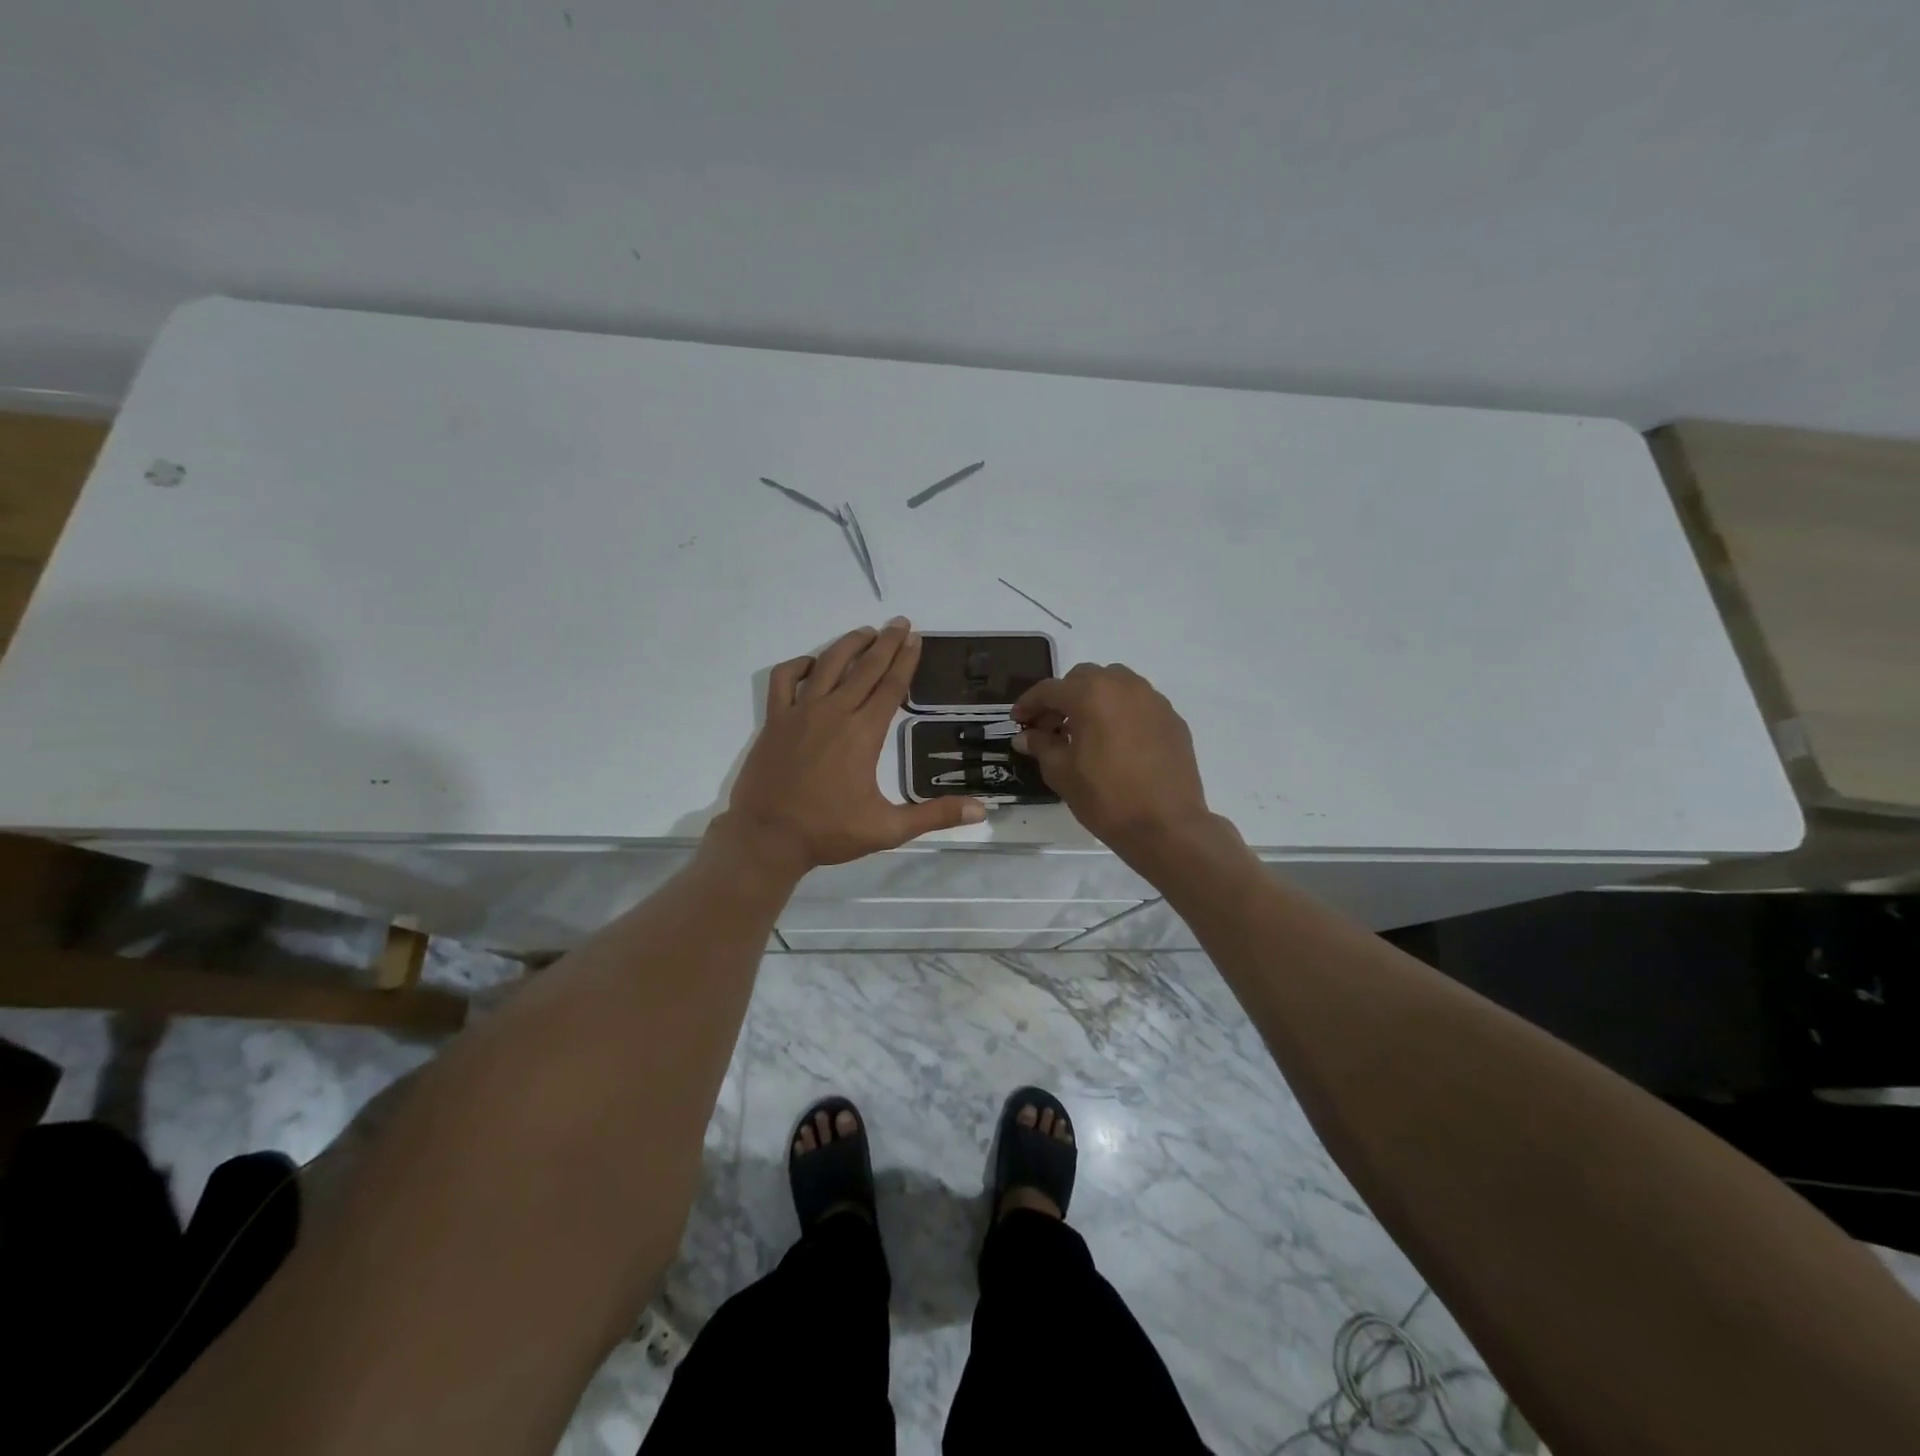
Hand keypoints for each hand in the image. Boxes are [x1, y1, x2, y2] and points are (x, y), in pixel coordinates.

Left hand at [719, 618, 984, 876]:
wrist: (767, 838)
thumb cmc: (829, 832)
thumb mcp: (888, 829)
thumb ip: (935, 815)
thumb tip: (981, 811)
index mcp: (863, 733)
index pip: (891, 686)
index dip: (906, 660)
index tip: (916, 638)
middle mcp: (834, 713)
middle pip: (865, 667)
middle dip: (886, 642)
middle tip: (901, 623)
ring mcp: (800, 713)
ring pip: (828, 664)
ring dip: (849, 644)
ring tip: (866, 631)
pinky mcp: (775, 720)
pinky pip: (784, 679)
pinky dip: (799, 665)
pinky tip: (813, 663)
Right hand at [1012, 663, 1213, 855]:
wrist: (1166, 826)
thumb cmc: (1106, 797)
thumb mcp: (1061, 773)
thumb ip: (1041, 746)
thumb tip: (1025, 736)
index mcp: (1091, 694)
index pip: (1050, 689)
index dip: (1028, 704)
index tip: (1017, 721)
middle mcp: (1124, 686)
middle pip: (1083, 678)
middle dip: (1062, 698)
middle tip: (1050, 727)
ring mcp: (1153, 700)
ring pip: (1114, 684)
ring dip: (1093, 699)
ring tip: (1084, 731)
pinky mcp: (1172, 718)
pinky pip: (1138, 704)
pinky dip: (1120, 713)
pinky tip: (1115, 742)